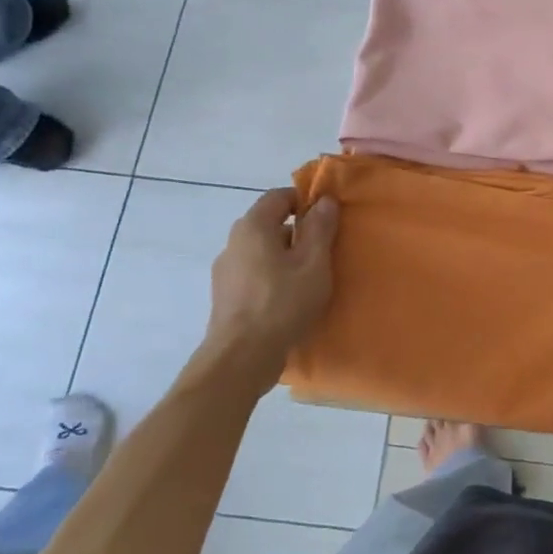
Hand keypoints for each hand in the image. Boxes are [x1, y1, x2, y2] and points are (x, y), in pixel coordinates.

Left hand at [205, 190, 338, 365]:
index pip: (278, 196)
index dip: (304, 201)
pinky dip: (272, 277)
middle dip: (297, 232)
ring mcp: (225, 270)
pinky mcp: (225, 296)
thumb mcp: (313, 263)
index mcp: (253, 226)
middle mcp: (233, 242)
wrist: (242, 356)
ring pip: (261, 251)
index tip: (327, 218)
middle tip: (324, 251)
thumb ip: (320, 228)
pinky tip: (289, 299)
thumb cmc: (282, 302)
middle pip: (269, 224)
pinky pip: (254, 274)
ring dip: (285, 257)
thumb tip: (324, 200)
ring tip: (309, 278)